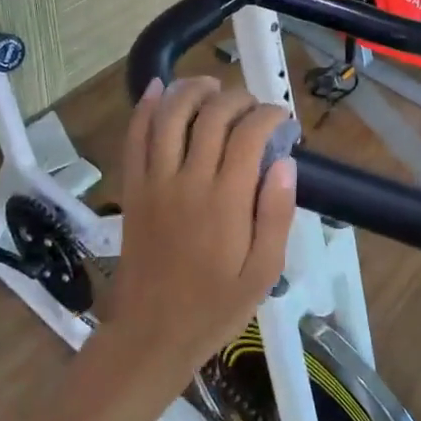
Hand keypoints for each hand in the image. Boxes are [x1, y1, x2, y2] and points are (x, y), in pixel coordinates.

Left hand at [105, 77, 297, 384]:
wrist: (151, 334)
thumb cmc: (214, 306)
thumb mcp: (264, 272)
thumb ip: (277, 216)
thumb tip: (287, 163)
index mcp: (226, 200)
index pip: (249, 134)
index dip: (269, 115)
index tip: (282, 119)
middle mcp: (189, 180)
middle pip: (213, 115)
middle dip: (238, 98)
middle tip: (253, 107)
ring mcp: (155, 181)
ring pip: (171, 115)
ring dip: (193, 90)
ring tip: (213, 87)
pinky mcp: (133, 188)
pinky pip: (135, 137)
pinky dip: (145, 108)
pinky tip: (159, 88)